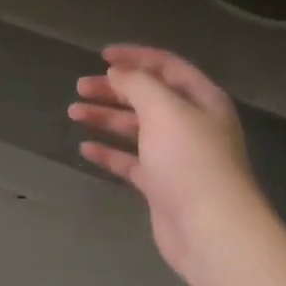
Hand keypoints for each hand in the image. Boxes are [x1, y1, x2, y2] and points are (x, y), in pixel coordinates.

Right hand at [69, 45, 270, 281]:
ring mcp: (176, 156)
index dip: (135, 57)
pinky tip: (85, 148)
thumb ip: (138, 84)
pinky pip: (131, 161)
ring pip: (136, 128)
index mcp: (202, 99)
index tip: (102, 56)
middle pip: (148, 97)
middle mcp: (191, 124)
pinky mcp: (162, 185)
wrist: (211, 230)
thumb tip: (118, 74)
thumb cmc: (190, 160)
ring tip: (74, 112)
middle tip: (80, 86)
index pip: (166, 66)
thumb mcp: (164, 110)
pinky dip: (109, 152)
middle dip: (114, 89)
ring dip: (106, 117)